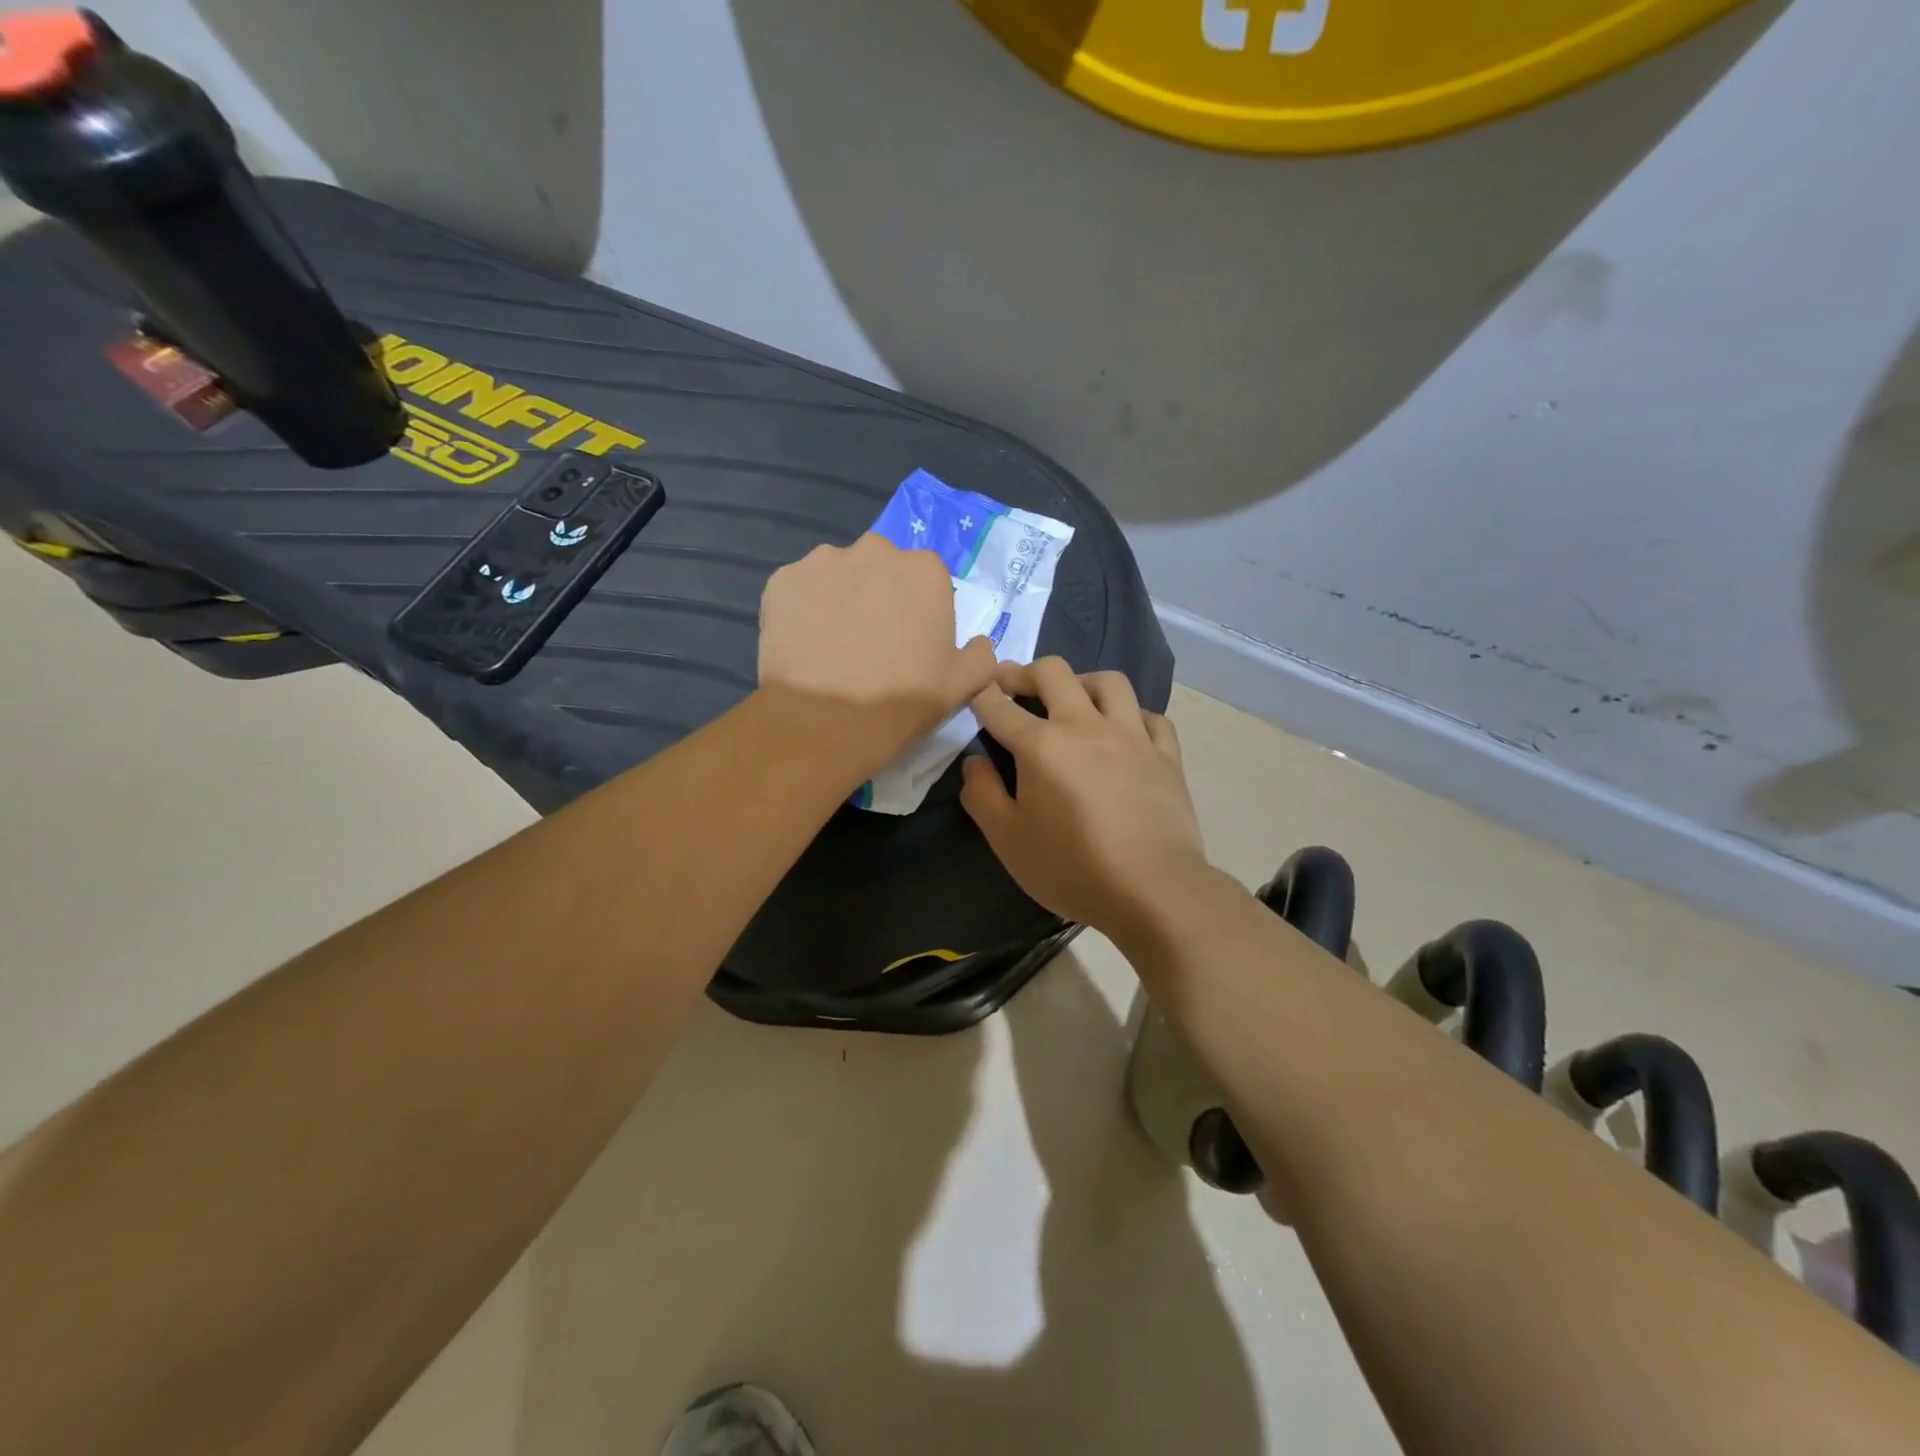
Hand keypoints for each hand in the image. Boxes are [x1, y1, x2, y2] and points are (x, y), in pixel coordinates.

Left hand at [759, 534, 997, 779]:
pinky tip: (805, 645)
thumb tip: (979, 645)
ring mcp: (823, 561)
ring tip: (832, 646)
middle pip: (881, 569)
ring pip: (838, 576)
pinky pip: (799, 590)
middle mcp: (875, 550)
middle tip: (870, 643)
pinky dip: (803, 610)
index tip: (908, 643)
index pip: (926, 581)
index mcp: (924, 570)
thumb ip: (980, 656)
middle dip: (878, 596)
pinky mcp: (782, 580)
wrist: (825, 721)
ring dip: (839, 599)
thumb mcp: (962, 685)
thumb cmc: (901, 700)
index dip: (918, 612)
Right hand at [960, 658, 1209, 936]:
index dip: (981, 692)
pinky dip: (1131, 716)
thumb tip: (974, 761)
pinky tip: (1124, 732)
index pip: (1000, 705)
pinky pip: (1150, 716)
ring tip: (1072, 700)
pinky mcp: (1166, 755)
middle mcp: (1086, 726)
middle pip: (1053, 673)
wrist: (1152, 890)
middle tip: (1012, 684)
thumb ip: (983, 795)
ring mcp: (1132, 736)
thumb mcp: (1008, 840)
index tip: (973, 689)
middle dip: (1025, 672)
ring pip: (1108, 682)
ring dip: (1082, 682)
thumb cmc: (1071, 868)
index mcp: (1041, 745)